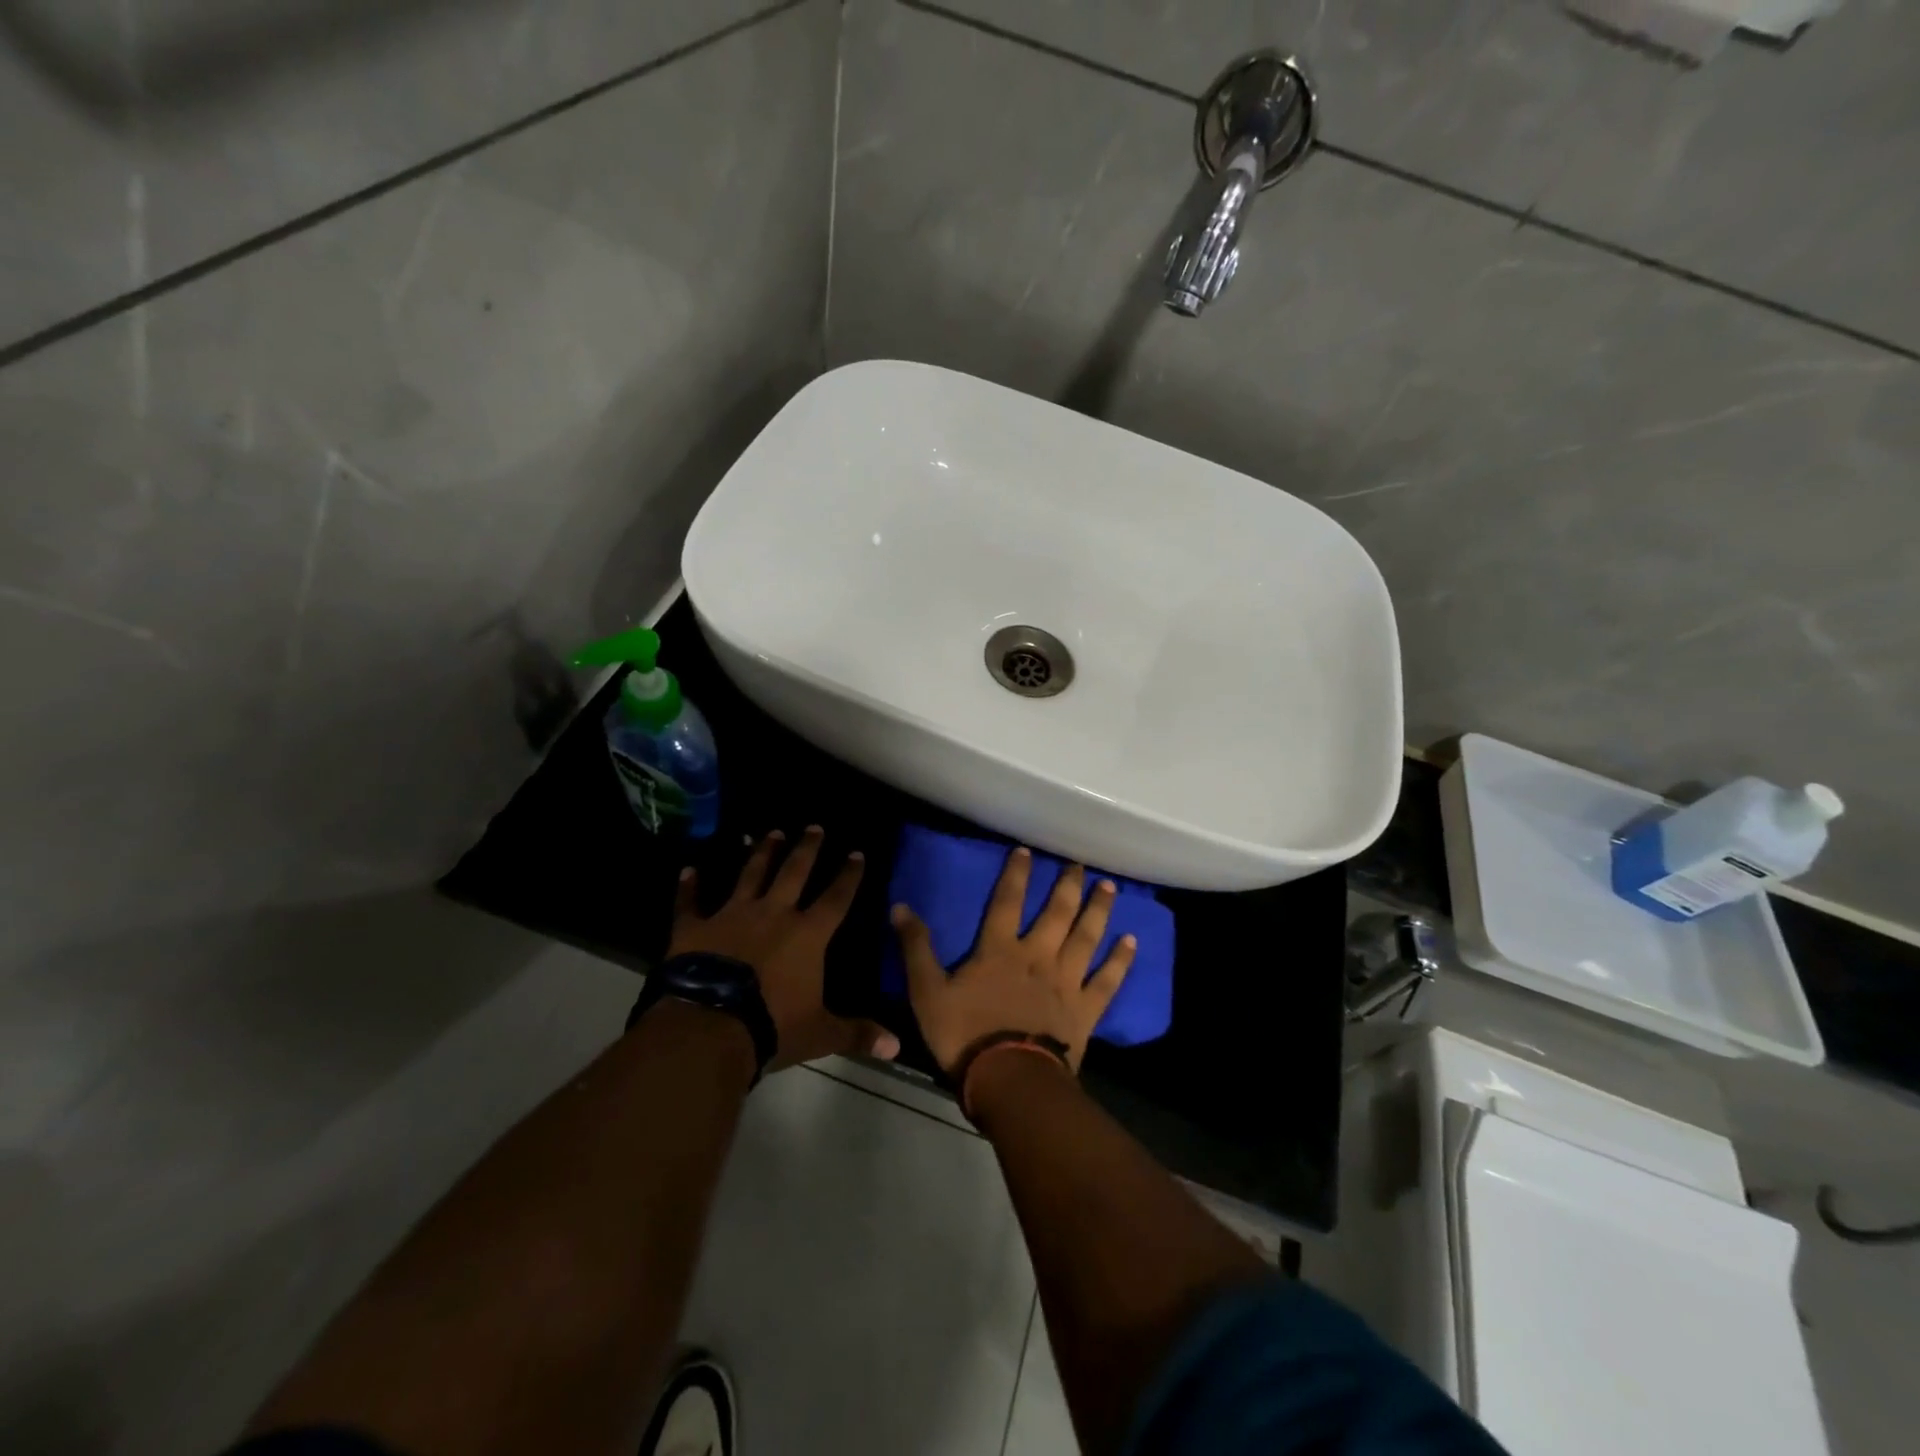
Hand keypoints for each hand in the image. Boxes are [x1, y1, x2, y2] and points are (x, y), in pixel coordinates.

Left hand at [671, 827, 898, 1070]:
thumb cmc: (772, 1026)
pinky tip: (689, 869)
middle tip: (813, 826)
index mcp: (807, 934)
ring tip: (770, 831)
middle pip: (794, 872)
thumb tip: (897, 1047)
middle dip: (807, 848)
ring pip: (750, 874)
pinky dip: (689, 886)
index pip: (836, 898)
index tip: (856, 853)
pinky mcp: (694, 927)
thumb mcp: (821, 1033)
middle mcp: (773, 914)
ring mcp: (731, 915)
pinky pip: (690, 902)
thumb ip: (857, 1034)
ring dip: (761, 852)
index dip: (849, 875)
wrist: (709, 1026)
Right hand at [893, 847, 1135, 1076]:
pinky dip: (1120, 960)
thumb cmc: (965, 1036)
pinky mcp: (1085, 1009)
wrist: (1010, 1080)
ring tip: (1109, 887)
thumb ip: (916, 948)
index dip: (1015, 874)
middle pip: (1057, 913)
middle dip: (1068, 885)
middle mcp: (1037, 956)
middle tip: (1081, 864)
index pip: (1007, 901)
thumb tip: (899, 906)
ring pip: (1086, 937)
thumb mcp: (927, 992)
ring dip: (1098, 910)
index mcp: (999, 950)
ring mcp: (1066, 981)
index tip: (1026, 850)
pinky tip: (1132, 941)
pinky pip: (1107, 980)